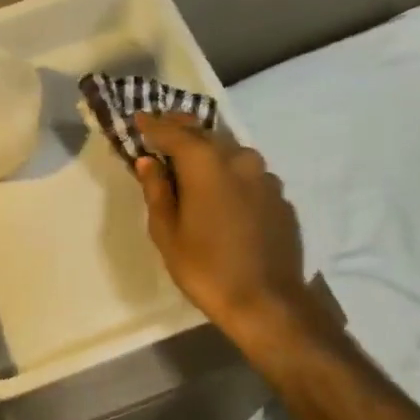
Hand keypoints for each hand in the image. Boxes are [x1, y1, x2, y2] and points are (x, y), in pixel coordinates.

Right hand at [133, 113, 344, 352]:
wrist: (267, 303)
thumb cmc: (205, 268)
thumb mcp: (167, 233)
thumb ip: (157, 191)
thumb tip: (149, 162)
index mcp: (206, 164)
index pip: (173, 132)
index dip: (153, 125)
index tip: (138, 117)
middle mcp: (240, 160)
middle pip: (206, 136)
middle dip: (182, 131)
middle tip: (163, 131)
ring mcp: (266, 178)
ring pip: (231, 153)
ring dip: (210, 152)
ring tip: (192, 162)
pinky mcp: (281, 198)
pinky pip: (249, 176)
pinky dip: (231, 175)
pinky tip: (222, 193)